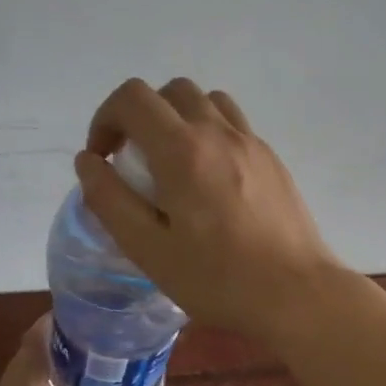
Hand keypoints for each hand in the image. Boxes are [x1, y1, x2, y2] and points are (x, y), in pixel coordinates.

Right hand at [75, 78, 343, 341]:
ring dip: (178, 119)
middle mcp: (218, 132)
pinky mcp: (272, 159)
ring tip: (172, 165)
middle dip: (140, 116)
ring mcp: (251, 142)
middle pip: (170, 91)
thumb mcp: (148, 249)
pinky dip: (209, 134)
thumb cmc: (217, 279)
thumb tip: (88, 161)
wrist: (297, 294)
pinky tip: (210, 182)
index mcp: (182, 150)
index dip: (106, 118)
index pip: (133, 97)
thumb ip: (110, 200)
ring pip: (207, 101)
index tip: (103, 158)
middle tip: (134, 161)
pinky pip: (233, 125)